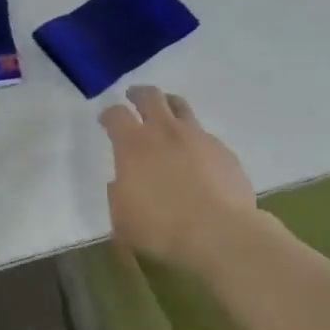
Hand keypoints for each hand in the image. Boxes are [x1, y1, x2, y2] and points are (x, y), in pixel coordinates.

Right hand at [99, 87, 257, 271]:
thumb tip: (121, 183)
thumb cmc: (162, 230)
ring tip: (166, 111)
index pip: (116, 115)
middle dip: (139, 94)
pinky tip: (195, 154)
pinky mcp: (223, 151)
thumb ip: (119, 195)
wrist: (220, 234)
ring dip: (169, 105)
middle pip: (150, 96)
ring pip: (181, 106)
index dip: (108, 114)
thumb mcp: (122, 220)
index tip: (106, 119)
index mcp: (134, 146)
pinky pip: (204, 135)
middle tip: (134, 97)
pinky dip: (194, 138)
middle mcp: (165, 132)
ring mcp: (198, 137)